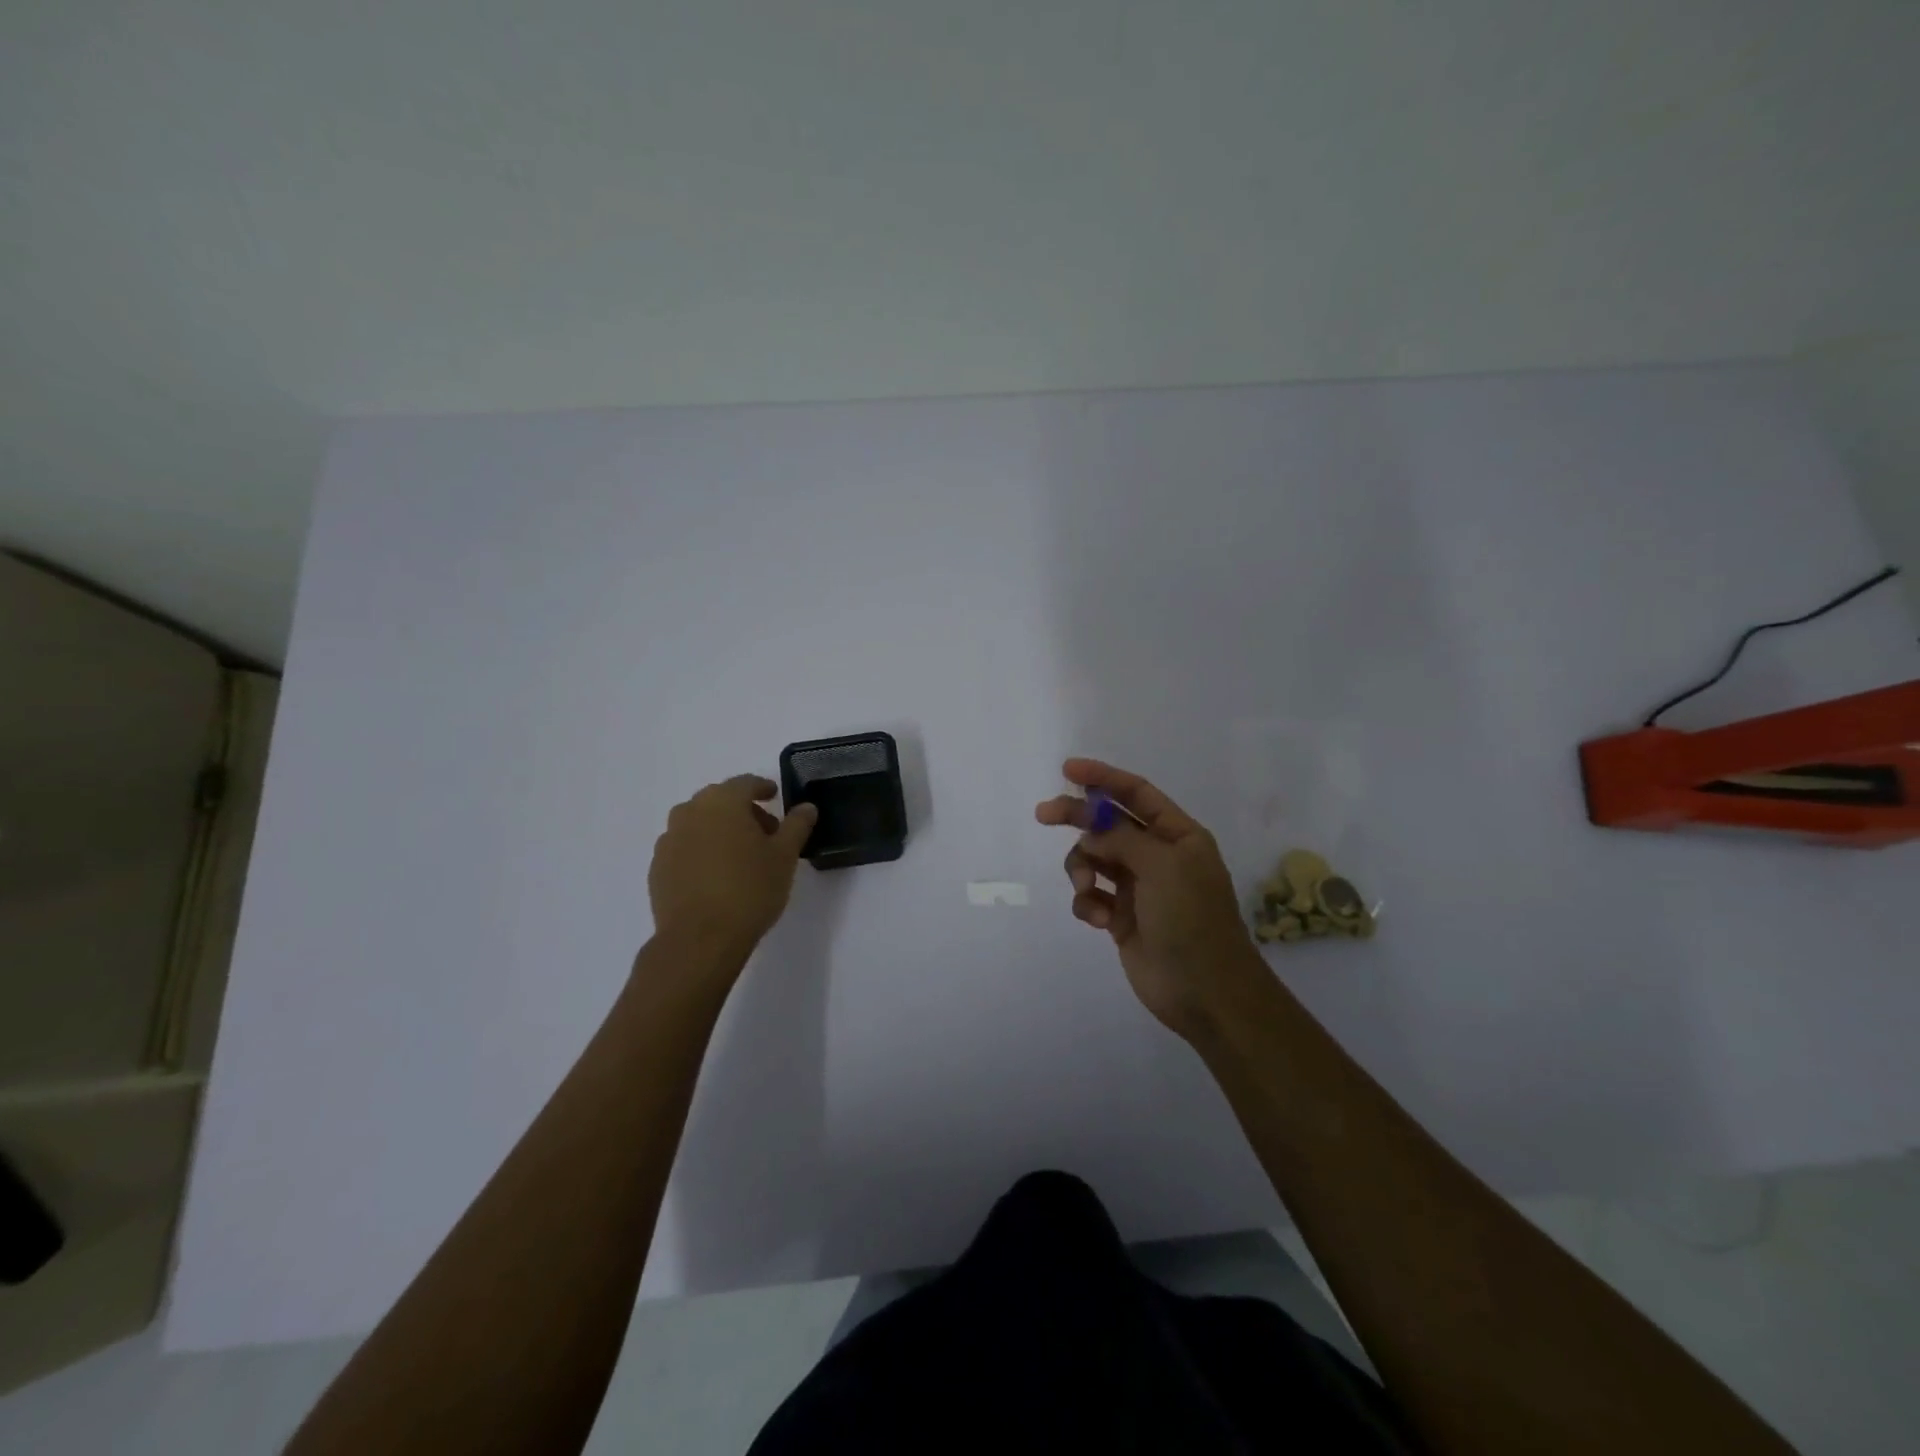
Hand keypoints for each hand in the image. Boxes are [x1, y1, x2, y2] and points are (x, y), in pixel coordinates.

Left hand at [648, 776, 816, 961]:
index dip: (763, 787)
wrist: (699, 939)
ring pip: (699, 822)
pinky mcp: (657, 867)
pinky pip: (684, 847)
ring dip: (720, 829)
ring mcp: (669, 839)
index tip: (775, 797)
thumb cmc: (749, 890)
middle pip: (719, 800)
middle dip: (743, 810)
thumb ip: (796, 825)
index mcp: (722, 802)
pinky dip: (701, 850)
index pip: (745, 783)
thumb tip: (806, 807)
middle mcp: (690, 812)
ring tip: (740, 856)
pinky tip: (716, 875)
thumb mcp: (785, 856)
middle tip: (765, 832)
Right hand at [1036, 758, 1265, 1038]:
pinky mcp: (1121, 917)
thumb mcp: (1162, 866)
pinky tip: (1099, 921)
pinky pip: (1091, 895)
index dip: (1103, 777)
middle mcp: (1157, 856)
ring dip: (1082, 870)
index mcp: (1178, 835)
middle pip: (1107, 824)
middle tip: (1043, 814)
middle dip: (1077, 818)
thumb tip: (1090, 830)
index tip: (1067, 769)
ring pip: (1093, 860)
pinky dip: (1088, 903)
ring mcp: (1138, 887)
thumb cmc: (1191, 919)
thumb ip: (1121, 838)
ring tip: (1087, 891)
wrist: (1205, 992)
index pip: (1136, 793)